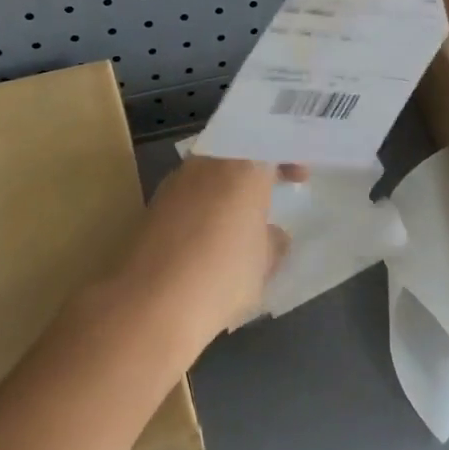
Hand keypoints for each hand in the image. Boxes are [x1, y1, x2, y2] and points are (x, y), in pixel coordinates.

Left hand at [111, 156, 300, 356]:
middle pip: (236, 152)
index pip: (270, 144)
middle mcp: (207, 163)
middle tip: (270, 192)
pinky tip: (209, 240)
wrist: (149, 305)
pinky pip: (189, 195)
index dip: (288, 157)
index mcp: (242, 165)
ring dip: (227, 189)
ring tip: (241, 221)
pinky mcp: (153, 206)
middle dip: (254, 171)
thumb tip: (273, 234)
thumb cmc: (221, 275)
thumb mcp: (264, 263)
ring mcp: (175, 182)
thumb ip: (273, 241)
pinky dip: (204, 208)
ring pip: (210, 173)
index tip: (299, 178)